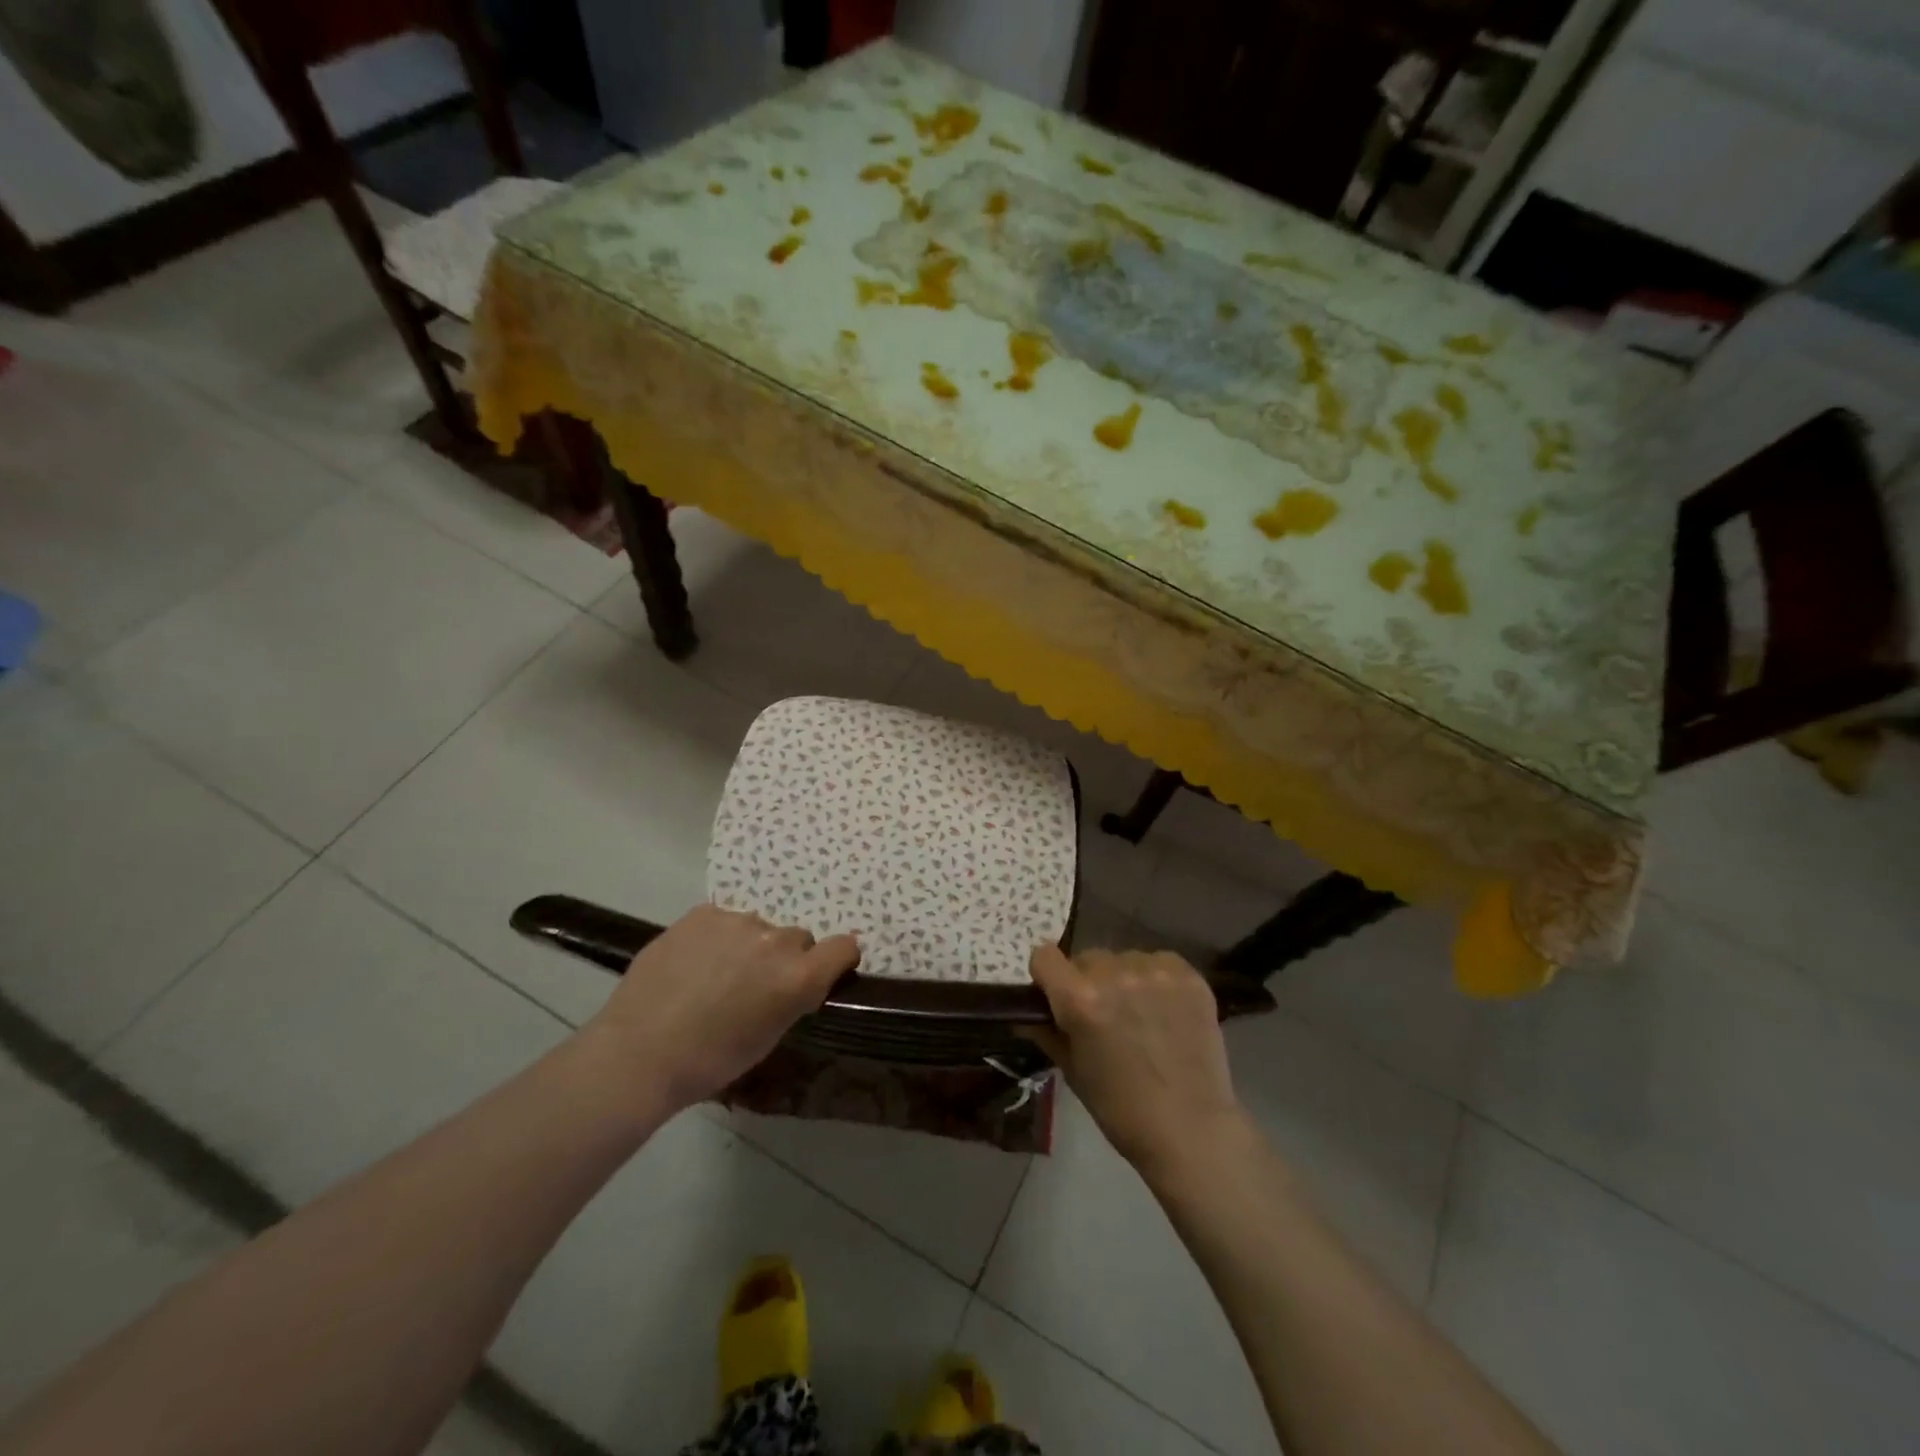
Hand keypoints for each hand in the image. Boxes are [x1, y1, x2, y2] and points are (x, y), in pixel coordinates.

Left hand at [585, 904, 859, 1112]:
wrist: (639, 1052)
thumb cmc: (709, 1061)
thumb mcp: (768, 1037)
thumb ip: (792, 998)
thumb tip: (794, 982)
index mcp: (799, 977)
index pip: (845, 947)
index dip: (837, 959)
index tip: (822, 973)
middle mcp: (776, 941)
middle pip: (798, 939)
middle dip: (784, 959)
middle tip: (753, 987)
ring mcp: (738, 922)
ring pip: (758, 929)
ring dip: (748, 947)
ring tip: (713, 976)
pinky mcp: (703, 913)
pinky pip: (724, 921)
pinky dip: (717, 938)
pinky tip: (692, 964)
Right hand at [1025, 945, 1244, 1174]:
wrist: (1192, 1131)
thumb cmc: (1122, 1110)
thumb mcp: (1072, 1072)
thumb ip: (1048, 1032)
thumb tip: (1027, 1013)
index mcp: (1079, 999)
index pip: (1044, 956)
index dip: (1047, 976)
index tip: (1056, 994)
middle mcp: (1114, 975)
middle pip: (1087, 958)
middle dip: (1088, 981)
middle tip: (1104, 1015)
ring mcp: (1155, 972)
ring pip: (1125, 959)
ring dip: (1124, 979)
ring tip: (1141, 1015)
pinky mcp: (1188, 976)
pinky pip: (1159, 962)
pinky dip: (1157, 980)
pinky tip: (1167, 1011)